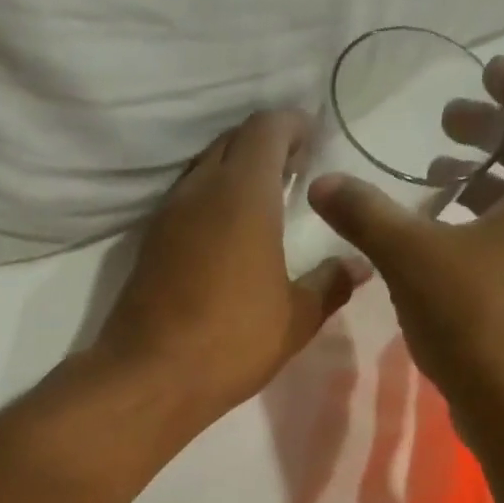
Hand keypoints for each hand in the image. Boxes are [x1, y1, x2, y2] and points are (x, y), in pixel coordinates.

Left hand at [94, 110, 360, 425]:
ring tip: (261, 201)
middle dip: (263, 145)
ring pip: (202, 170)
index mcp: (242, 194)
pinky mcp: (147, 245)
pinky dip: (208, 201)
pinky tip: (225, 235)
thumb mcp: (295, 318)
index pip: (266, 128)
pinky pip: (183, 202)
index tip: (312, 141)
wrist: (149, 377)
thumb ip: (329, 284)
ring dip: (232, 173)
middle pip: (231, 142)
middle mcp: (198, 191)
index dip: (292, 125)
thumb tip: (357, 265)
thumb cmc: (231, 342)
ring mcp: (166, 216)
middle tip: (292, 170)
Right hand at [308, 56, 503, 430]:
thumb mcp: (413, 258)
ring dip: (484, 180)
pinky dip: (481, 223)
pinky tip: (436, 242)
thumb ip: (366, 215)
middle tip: (447, 122)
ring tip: (433, 179)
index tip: (484, 73)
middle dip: (495, 130)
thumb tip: (323, 182)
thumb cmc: (481, 321)